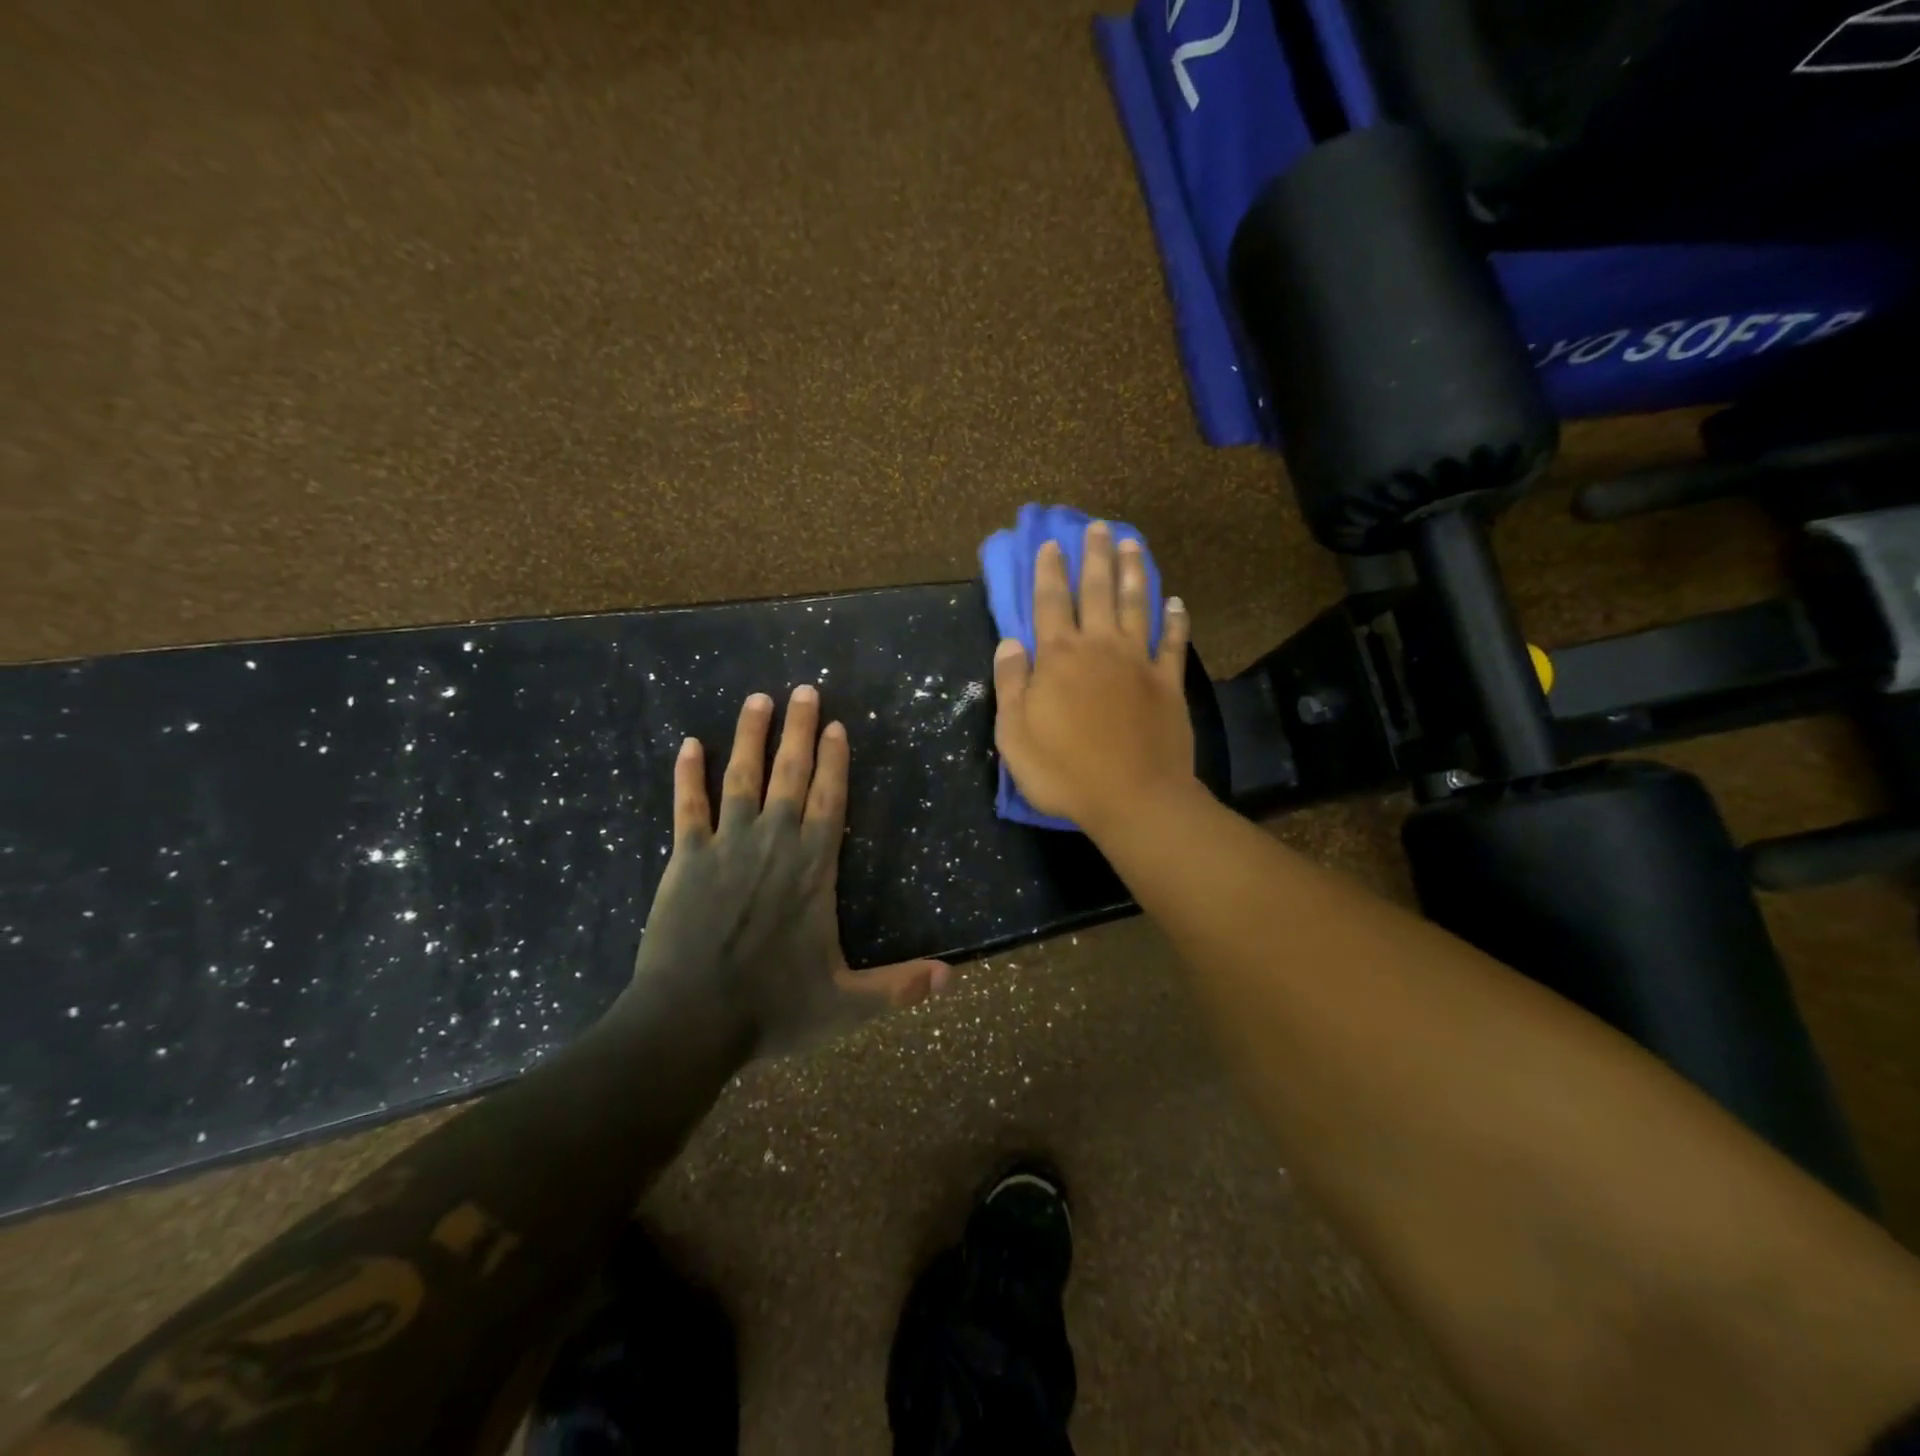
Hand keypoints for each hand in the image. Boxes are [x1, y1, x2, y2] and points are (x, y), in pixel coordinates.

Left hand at [626, 687, 951, 1057]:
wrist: (690, 1021)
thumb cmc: (772, 1008)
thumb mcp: (846, 1004)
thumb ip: (899, 987)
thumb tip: (952, 977)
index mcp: (813, 868)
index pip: (830, 800)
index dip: (835, 760)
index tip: (836, 725)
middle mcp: (775, 843)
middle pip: (791, 774)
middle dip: (799, 730)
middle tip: (804, 690)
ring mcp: (727, 846)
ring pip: (742, 777)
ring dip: (750, 736)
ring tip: (757, 700)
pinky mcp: (687, 859)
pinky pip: (688, 806)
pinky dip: (688, 775)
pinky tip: (689, 745)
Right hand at [992, 520, 1195, 836]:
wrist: (1133, 798)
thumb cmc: (1063, 771)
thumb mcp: (1015, 734)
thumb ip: (1010, 684)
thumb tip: (1010, 642)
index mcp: (1059, 657)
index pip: (1050, 602)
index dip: (1049, 571)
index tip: (1051, 544)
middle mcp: (1100, 647)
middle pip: (1097, 591)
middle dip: (1095, 557)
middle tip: (1098, 527)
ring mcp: (1138, 662)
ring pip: (1136, 606)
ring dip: (1133, 573)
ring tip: (1131, 543)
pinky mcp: (1168, 683)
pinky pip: (1172, 643)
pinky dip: (1175, 620)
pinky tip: (1176, 603)